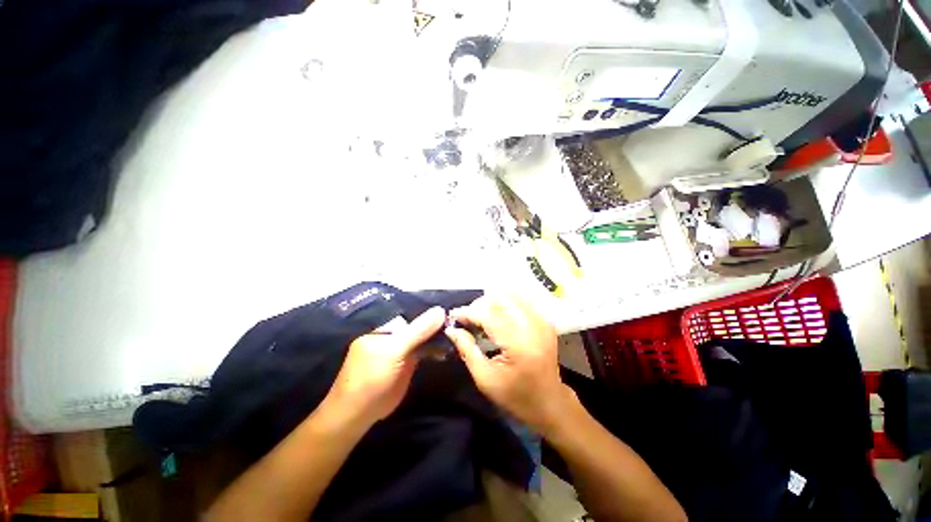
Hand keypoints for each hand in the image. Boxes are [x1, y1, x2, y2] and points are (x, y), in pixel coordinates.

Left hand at [325, 307, 445, 425]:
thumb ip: (417, 331)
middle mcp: (395, 334)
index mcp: (386, 326)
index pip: (413, 313)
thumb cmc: (372, 378)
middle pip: (419, 325)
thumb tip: (441, 310)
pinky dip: (435, 349)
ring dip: (438, 336)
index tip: (451, 313)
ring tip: (456, 335)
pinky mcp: (407, 362)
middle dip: (436, 324)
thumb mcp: (395, 351)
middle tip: (457, 324)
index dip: (431, 313)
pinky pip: (424, 350)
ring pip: (423, 337)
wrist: (359, 414)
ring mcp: (402, 348)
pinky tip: (446, 349)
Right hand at [446, 296, 572, 434]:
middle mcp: (533, 327)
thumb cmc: (515, 397)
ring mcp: (542, 321)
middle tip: (467, 318)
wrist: (550, 403)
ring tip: (480, 317)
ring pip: (511, 296)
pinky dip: (505, 304)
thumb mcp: (485, 378)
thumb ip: (467, 349)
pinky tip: (496, 316)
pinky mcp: (544, 321)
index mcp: (518, 345)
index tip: (453, 315)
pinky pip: (521, 302)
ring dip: (492, 302)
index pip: (488, 316)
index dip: (468, 312)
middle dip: (480, 304)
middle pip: (501, 299)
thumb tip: (451, 329)